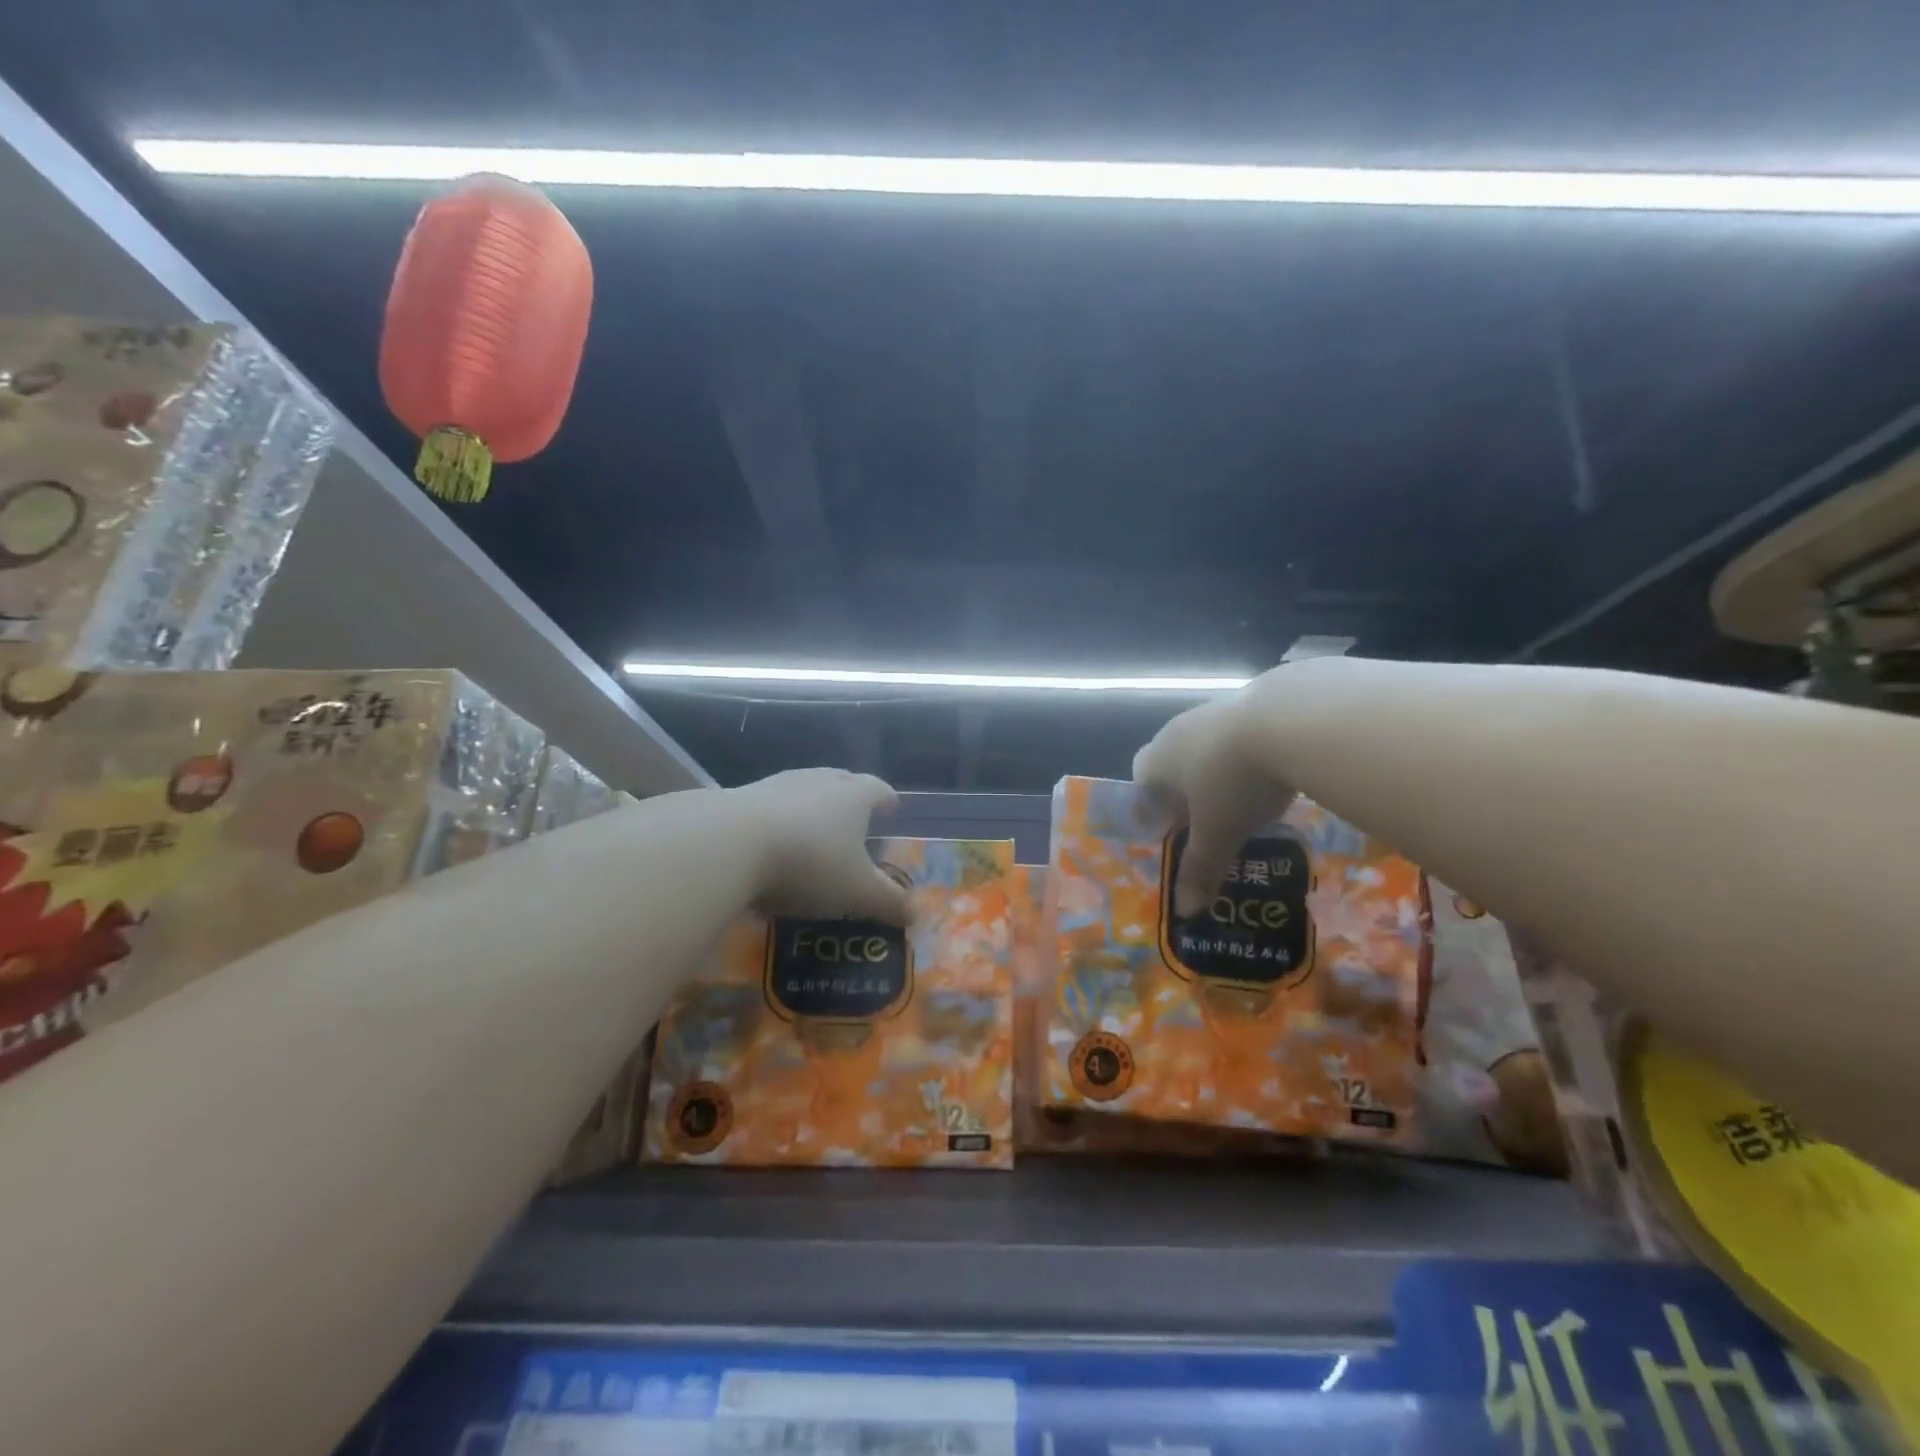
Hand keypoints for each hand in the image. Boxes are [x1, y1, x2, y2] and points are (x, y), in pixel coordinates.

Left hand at [728, 769, 911, 922]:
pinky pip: (767, 807)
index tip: (892, 807)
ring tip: (812, 829)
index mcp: (853, 796)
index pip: (877, 789)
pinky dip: (775, 821)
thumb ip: (887, 903)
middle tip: (854, 814)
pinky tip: (769, 846)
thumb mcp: (856, 892)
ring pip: (802, 790)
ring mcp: (775, 786)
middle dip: (850, 795)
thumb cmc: (810, 863)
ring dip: (810, 806)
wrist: (729, 845)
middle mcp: (817, 782)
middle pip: (839, 780)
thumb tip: (914, 914)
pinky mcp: (738, 799)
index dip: (887, 799)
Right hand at [1133, 671, 1296, 915]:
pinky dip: (1250, 757)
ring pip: (1206, 749)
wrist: (1289, 719)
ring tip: (1247, 804)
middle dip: (1187, 794)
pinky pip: (1240, 736)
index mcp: (1157, 760)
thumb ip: (1200, 870)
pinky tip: (1275, 777)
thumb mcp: (1219, 834)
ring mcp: (1214, 712)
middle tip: (1210, 823)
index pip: (1139, 783)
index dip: (1151, 809)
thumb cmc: (1233, 781)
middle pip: (1172, 765)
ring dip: (1220, 774)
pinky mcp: (1252, 703)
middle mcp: (1177, 731)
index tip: (1173, 831)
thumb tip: (1186, 913)